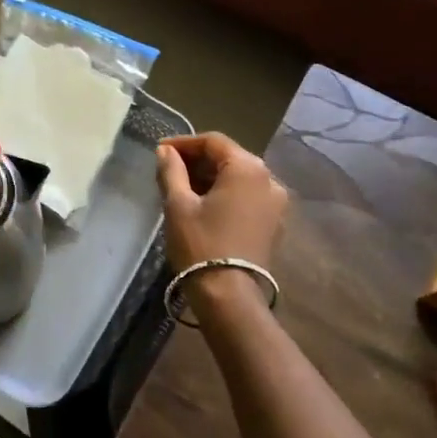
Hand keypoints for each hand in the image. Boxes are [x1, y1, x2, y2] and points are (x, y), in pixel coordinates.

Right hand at [155, 133, 288, 275]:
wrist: (229, 295)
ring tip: (182, 188)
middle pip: (229, 157)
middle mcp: (269, 179)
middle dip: (198, 160)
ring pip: (239, 178)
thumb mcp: (178, 204)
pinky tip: (203, 205)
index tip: (160, 151)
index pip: (213, 141)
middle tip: (168, 169)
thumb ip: (171, 171)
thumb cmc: (201, 244)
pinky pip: (247, 196)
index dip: (184, 143)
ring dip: (211, 178)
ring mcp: (276, 203)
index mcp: (247, 167)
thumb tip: (165, 151)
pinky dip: (225, 194)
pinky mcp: (275, 223)